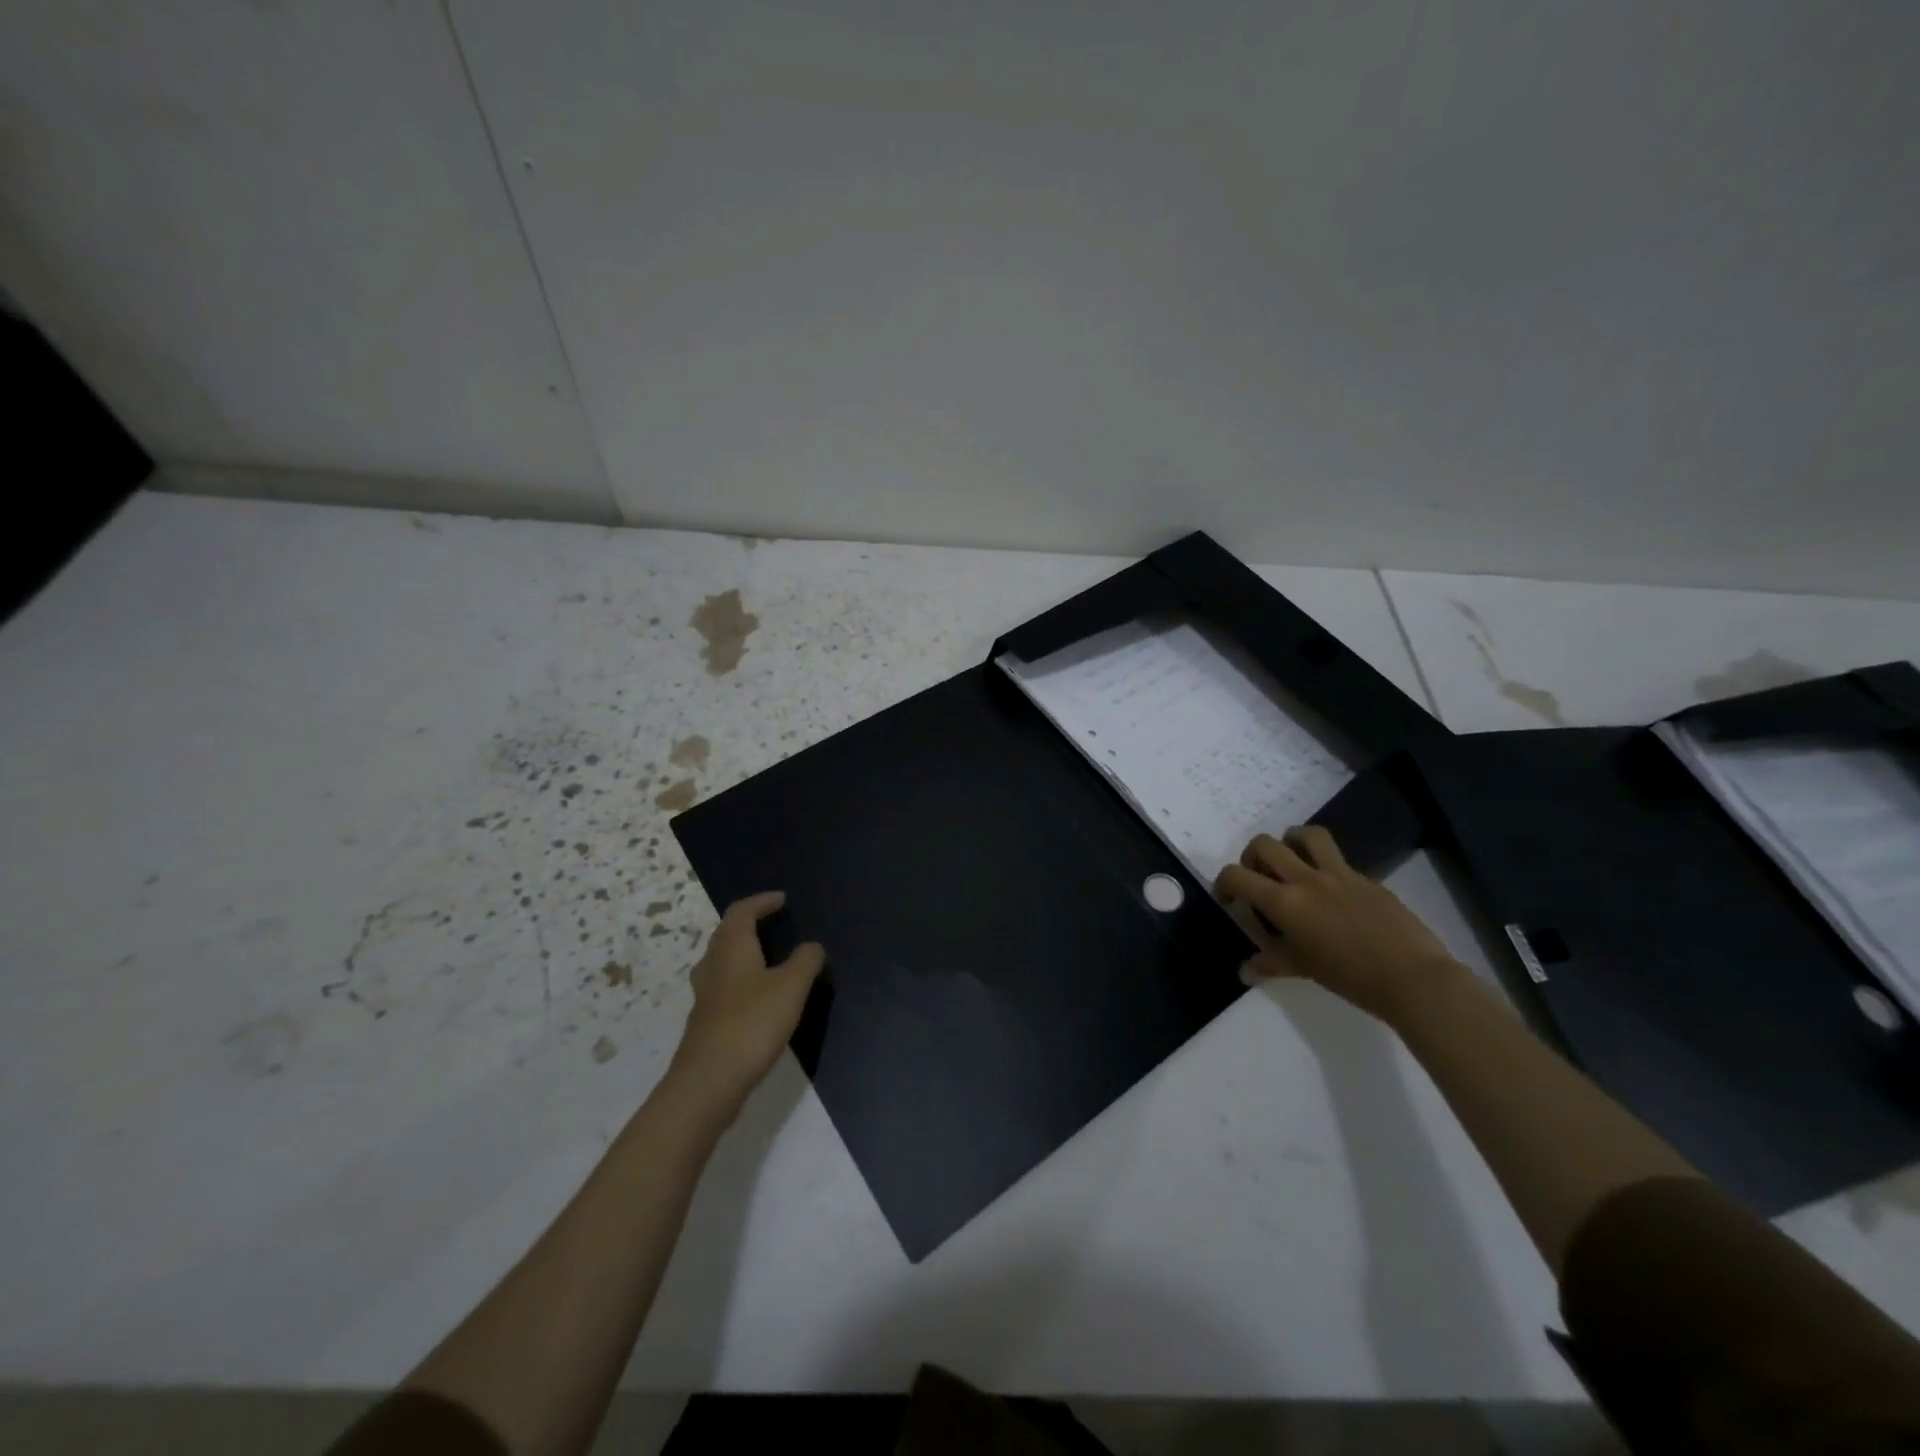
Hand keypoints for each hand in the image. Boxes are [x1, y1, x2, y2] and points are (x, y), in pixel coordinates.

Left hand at [665, 891, 823, 1121]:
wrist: (708, 1082)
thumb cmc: (752, 1023)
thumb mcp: (791, 987)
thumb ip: (806, 961)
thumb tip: (812, 946)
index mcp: (732, 947)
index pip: (742, 911)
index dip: (761, 902)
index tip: (781, 900)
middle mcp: (713, 965)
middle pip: (726, 933)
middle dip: (748, 923)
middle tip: (772, 923)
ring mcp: (704, 996)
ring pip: (721, 961)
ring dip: (741, 952)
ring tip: (766, 957)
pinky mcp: (705, 1022)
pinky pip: (722, 986)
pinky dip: (740, 979)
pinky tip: (756, 997)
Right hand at [1215, 825, 1461, 1024]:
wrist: (1412, 978)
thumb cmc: (1350, 977)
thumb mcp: (1303, 969)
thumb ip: (1270, 963)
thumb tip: (1244, 970)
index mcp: (1284, 901)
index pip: (1237, 876)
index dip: (1223, 883)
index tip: (1227, 899)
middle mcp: (1306, 878)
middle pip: (1265, 845)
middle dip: (1252, 856)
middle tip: (1257, 878)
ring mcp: (1339, 874)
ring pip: (1306, 835)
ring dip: (1290, 842)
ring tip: (1291, 862)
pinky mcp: (1366, 879)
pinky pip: (1338, 860)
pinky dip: (1324, 867)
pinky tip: (1331, 893)